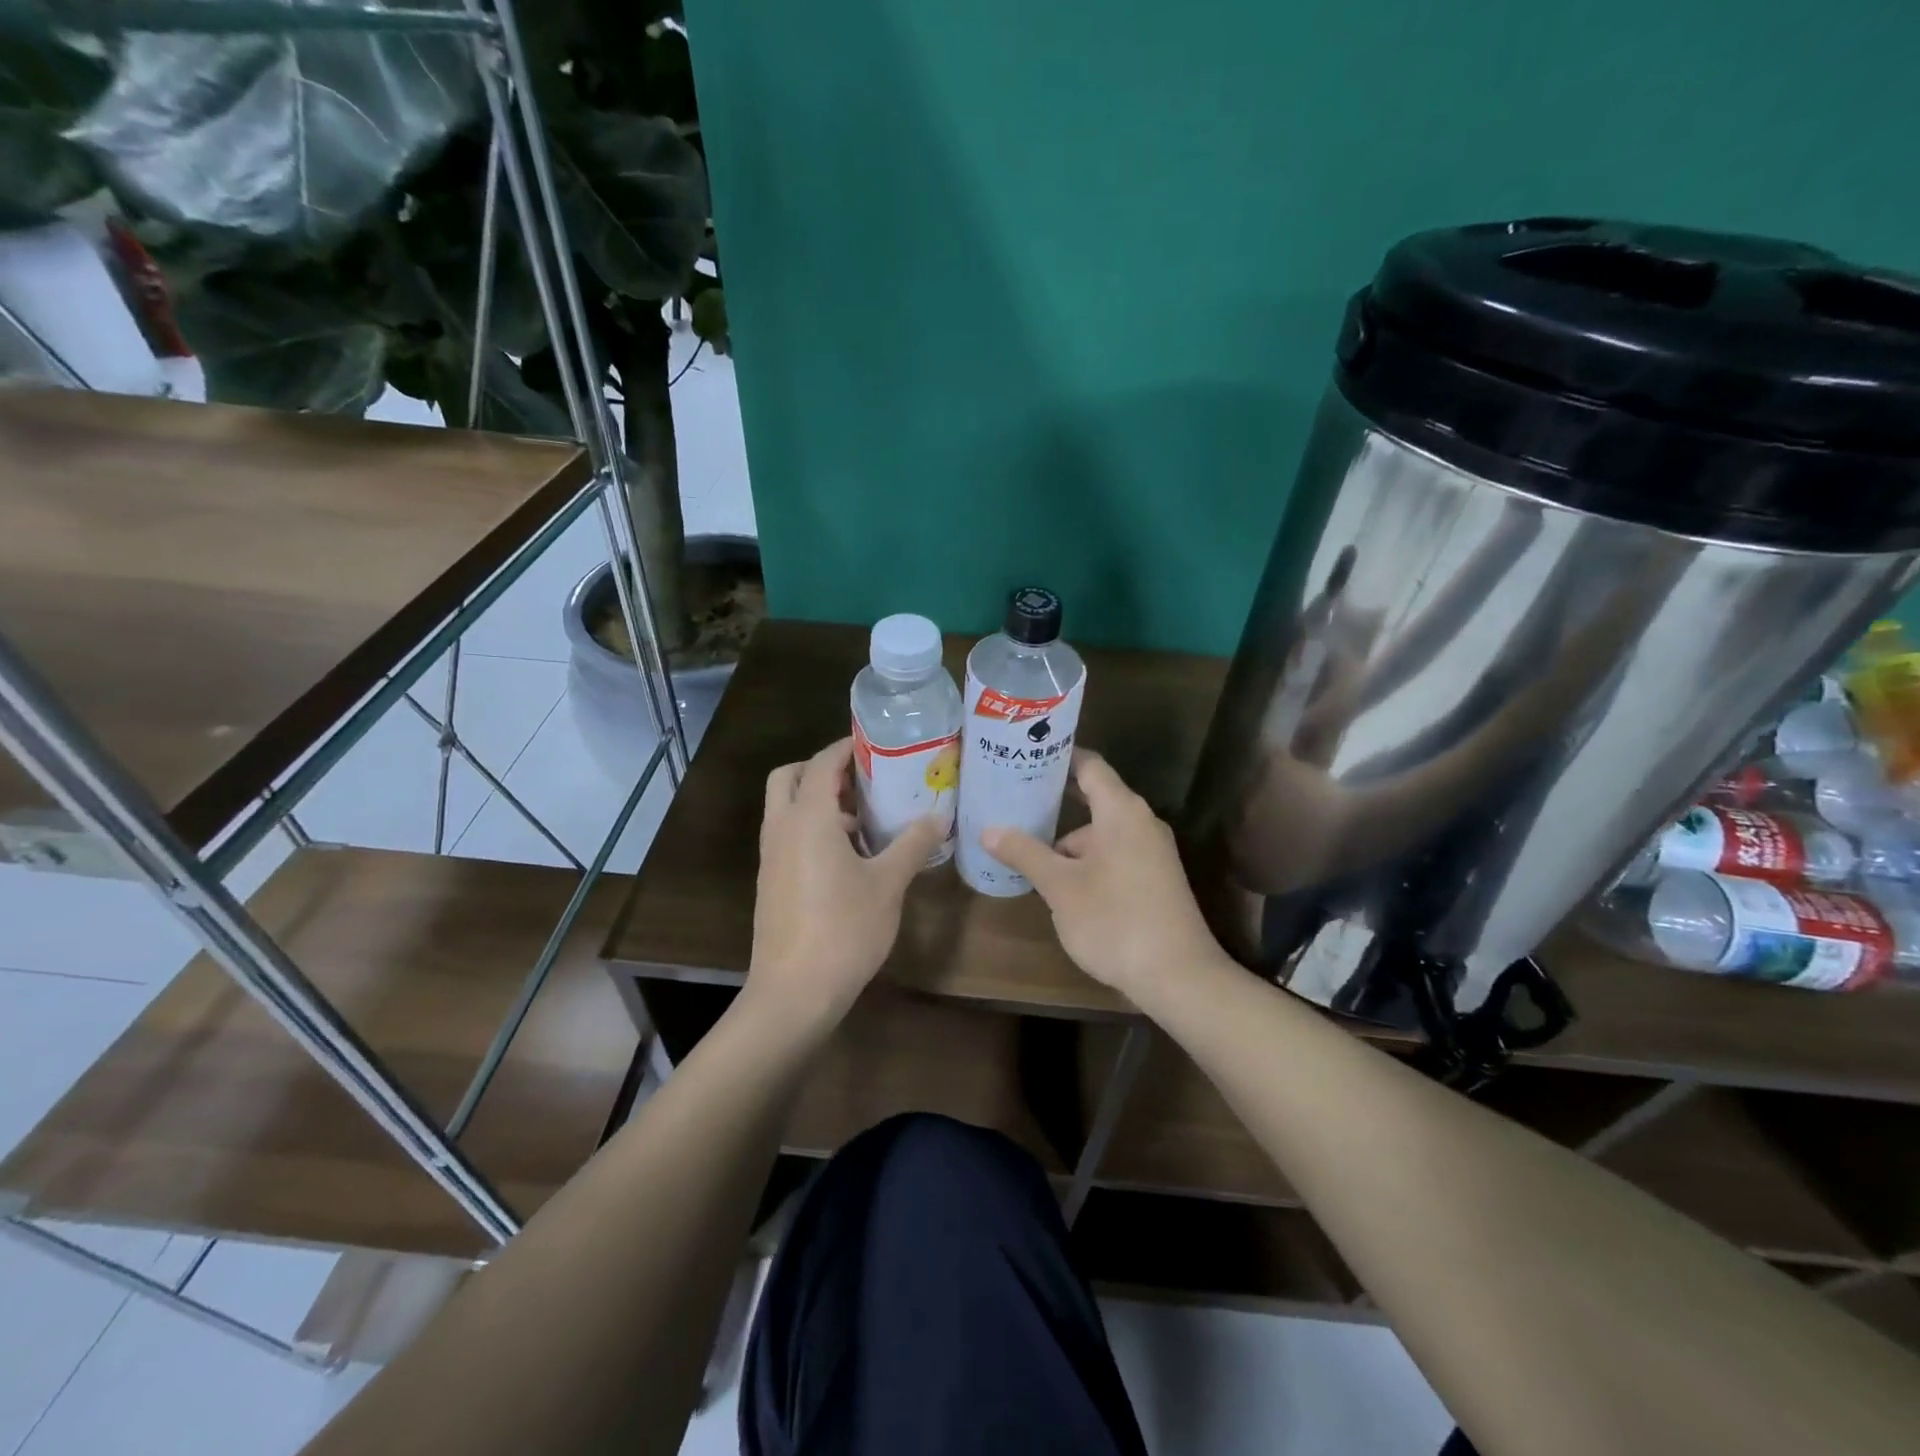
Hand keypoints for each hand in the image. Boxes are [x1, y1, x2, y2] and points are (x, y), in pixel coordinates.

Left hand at [748, 738, 942, 1030]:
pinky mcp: (770, 880)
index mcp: (808, 818)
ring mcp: (771, 856)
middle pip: (791, 776)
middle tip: (863, 779)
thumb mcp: (888, 884)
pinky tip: (848, 856)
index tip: (878, 743)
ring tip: (864, 818)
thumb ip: (913, 844)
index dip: (848, 747)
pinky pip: (787, 835)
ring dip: (818, 800)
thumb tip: (939, 817)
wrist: (793, 992)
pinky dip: (811, 828)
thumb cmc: (844, 930)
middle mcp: (781, 828)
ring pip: (786, 807)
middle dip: (822, 769)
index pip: (823, 762)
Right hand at [981, 750, 1227, 1003]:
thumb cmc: (1115, 920)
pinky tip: (1060, 883)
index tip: (1026, 753)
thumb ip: (1025, 853)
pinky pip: (1115, 854)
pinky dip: (1087, 860)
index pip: (1090, 765)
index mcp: (1122, 811)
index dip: (1059, 756)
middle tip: (1012, 800)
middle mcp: (1142, 823)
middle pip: (1094, 799)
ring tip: (1027, 851)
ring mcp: (1153, 853)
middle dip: (1054, 802)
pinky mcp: (1156, 880)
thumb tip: (989, 830)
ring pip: (1102, 833)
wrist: (1178, 977)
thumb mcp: (1060, 886)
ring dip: (1067, 841)